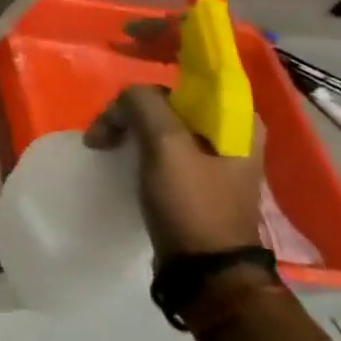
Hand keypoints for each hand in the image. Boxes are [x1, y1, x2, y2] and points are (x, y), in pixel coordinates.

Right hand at [86, 84, 264, 260]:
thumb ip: (144, 103)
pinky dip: (136, 142)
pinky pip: (161, 144)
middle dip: (133, 106)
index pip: (194, 73)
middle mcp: (232, 132)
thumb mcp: (165, 145)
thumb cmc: (192, 204)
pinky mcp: (196, 177)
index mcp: (239, 120)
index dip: (156, 65)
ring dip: (129, 125)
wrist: (205, 275)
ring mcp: (214, 156)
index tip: (122, 82)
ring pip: (161, 120)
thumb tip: (127, 97)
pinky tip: (117, 152)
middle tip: (104, 127)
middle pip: (171, 98)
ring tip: (102, 142)